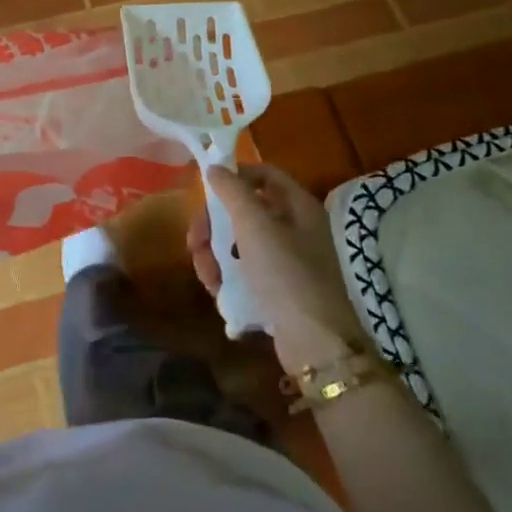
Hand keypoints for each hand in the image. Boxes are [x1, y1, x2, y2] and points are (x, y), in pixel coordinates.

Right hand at [187, 164, 373, 372]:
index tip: (206, 188)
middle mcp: (295, 229)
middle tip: (196, 240)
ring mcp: (286, 261)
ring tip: (206, 273)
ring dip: (215, 253)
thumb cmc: (286, 274)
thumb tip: (215, 167)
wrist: (315, 343)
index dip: (236, 175)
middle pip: (245, 210)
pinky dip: (228, 276)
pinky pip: (245, 270)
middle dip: (215, 224)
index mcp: (298, 207)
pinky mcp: (277, 288)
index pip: (265, 174)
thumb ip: (232, 191)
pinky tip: (217, 289)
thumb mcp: (254, 226)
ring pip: (239, 242)